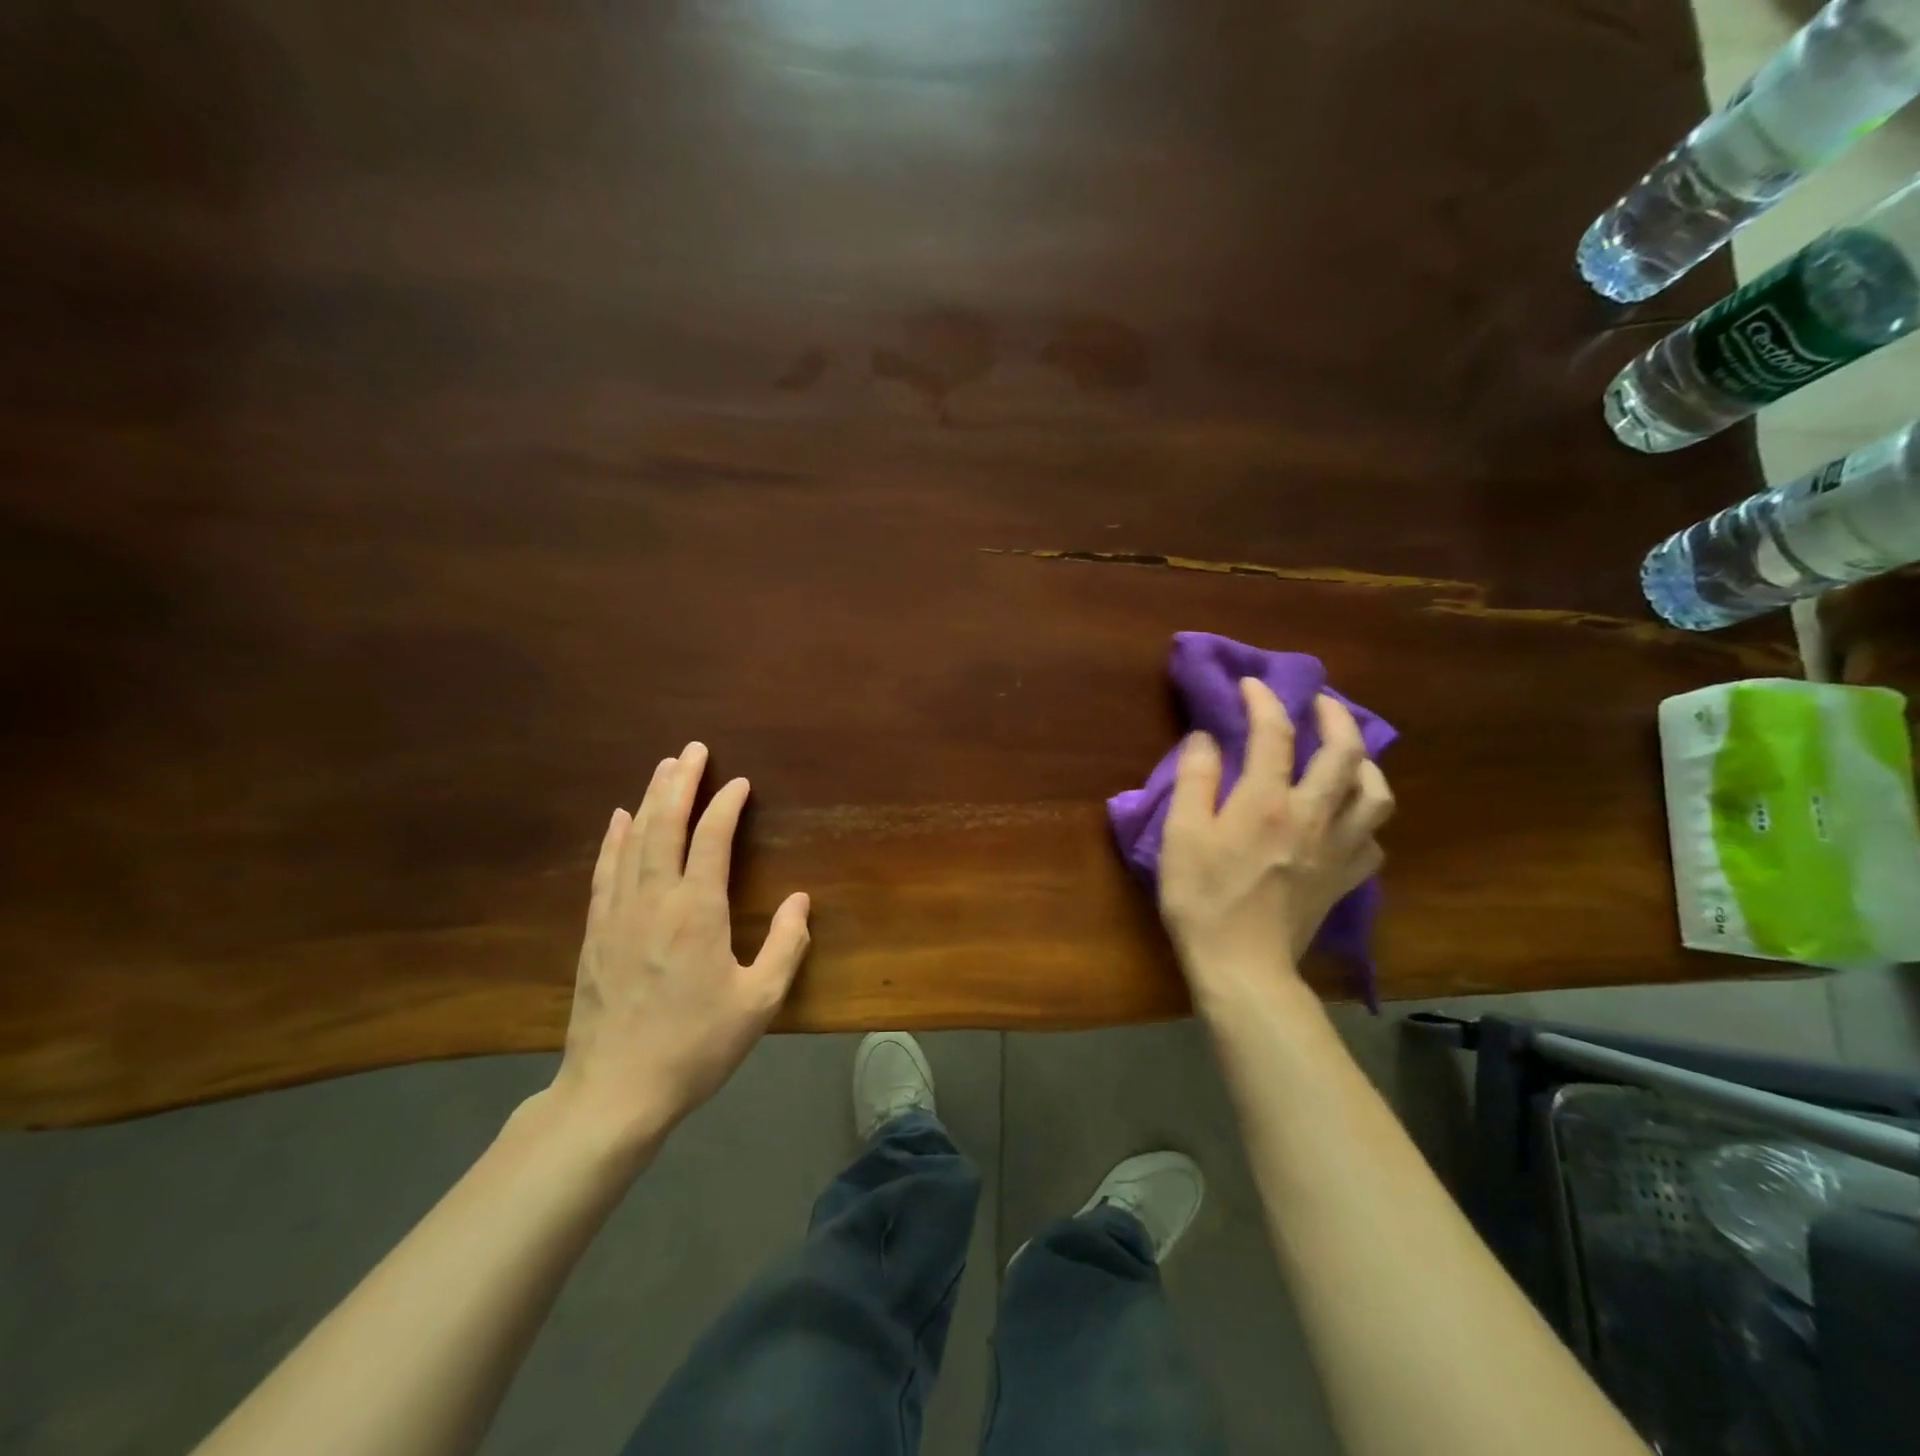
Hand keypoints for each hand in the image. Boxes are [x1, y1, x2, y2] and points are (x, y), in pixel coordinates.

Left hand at [548, 742, 810, 1149]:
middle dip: (681, 783)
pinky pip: (605, 871)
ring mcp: (618, 914)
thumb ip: (786, 946)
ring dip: (650, 799)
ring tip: (664, 767)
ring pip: (633, 841)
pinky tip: (618, 818)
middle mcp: (655, 900)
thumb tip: (800, 901)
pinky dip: (613, 839)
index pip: (712, 840)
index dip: (726, 805)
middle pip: (665, 825)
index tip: (740, 784)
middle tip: (693, 749)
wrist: (615, 1092)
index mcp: (698, 912)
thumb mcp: (759, 1002)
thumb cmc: (696, 1046)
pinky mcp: (595, 933)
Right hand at [1158, 679, 1393, 1005]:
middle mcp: (1313, 815)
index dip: (1263, 699)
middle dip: (1334, 715)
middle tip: (1318, 702)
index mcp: (1267, 801)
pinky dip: (1363, 819)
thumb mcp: (1181, 834)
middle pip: (1345, 752)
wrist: (1241, 966)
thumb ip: (1195, 779)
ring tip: (1345, 756)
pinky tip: (1345, 819)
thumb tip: (1207, 737)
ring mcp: (1338, 849)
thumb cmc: (1202, 898)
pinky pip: (1372, 840)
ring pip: (1376, 793)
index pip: (1274, 732)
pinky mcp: (1346, 880)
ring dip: (1365, 763)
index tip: (1251, 684)